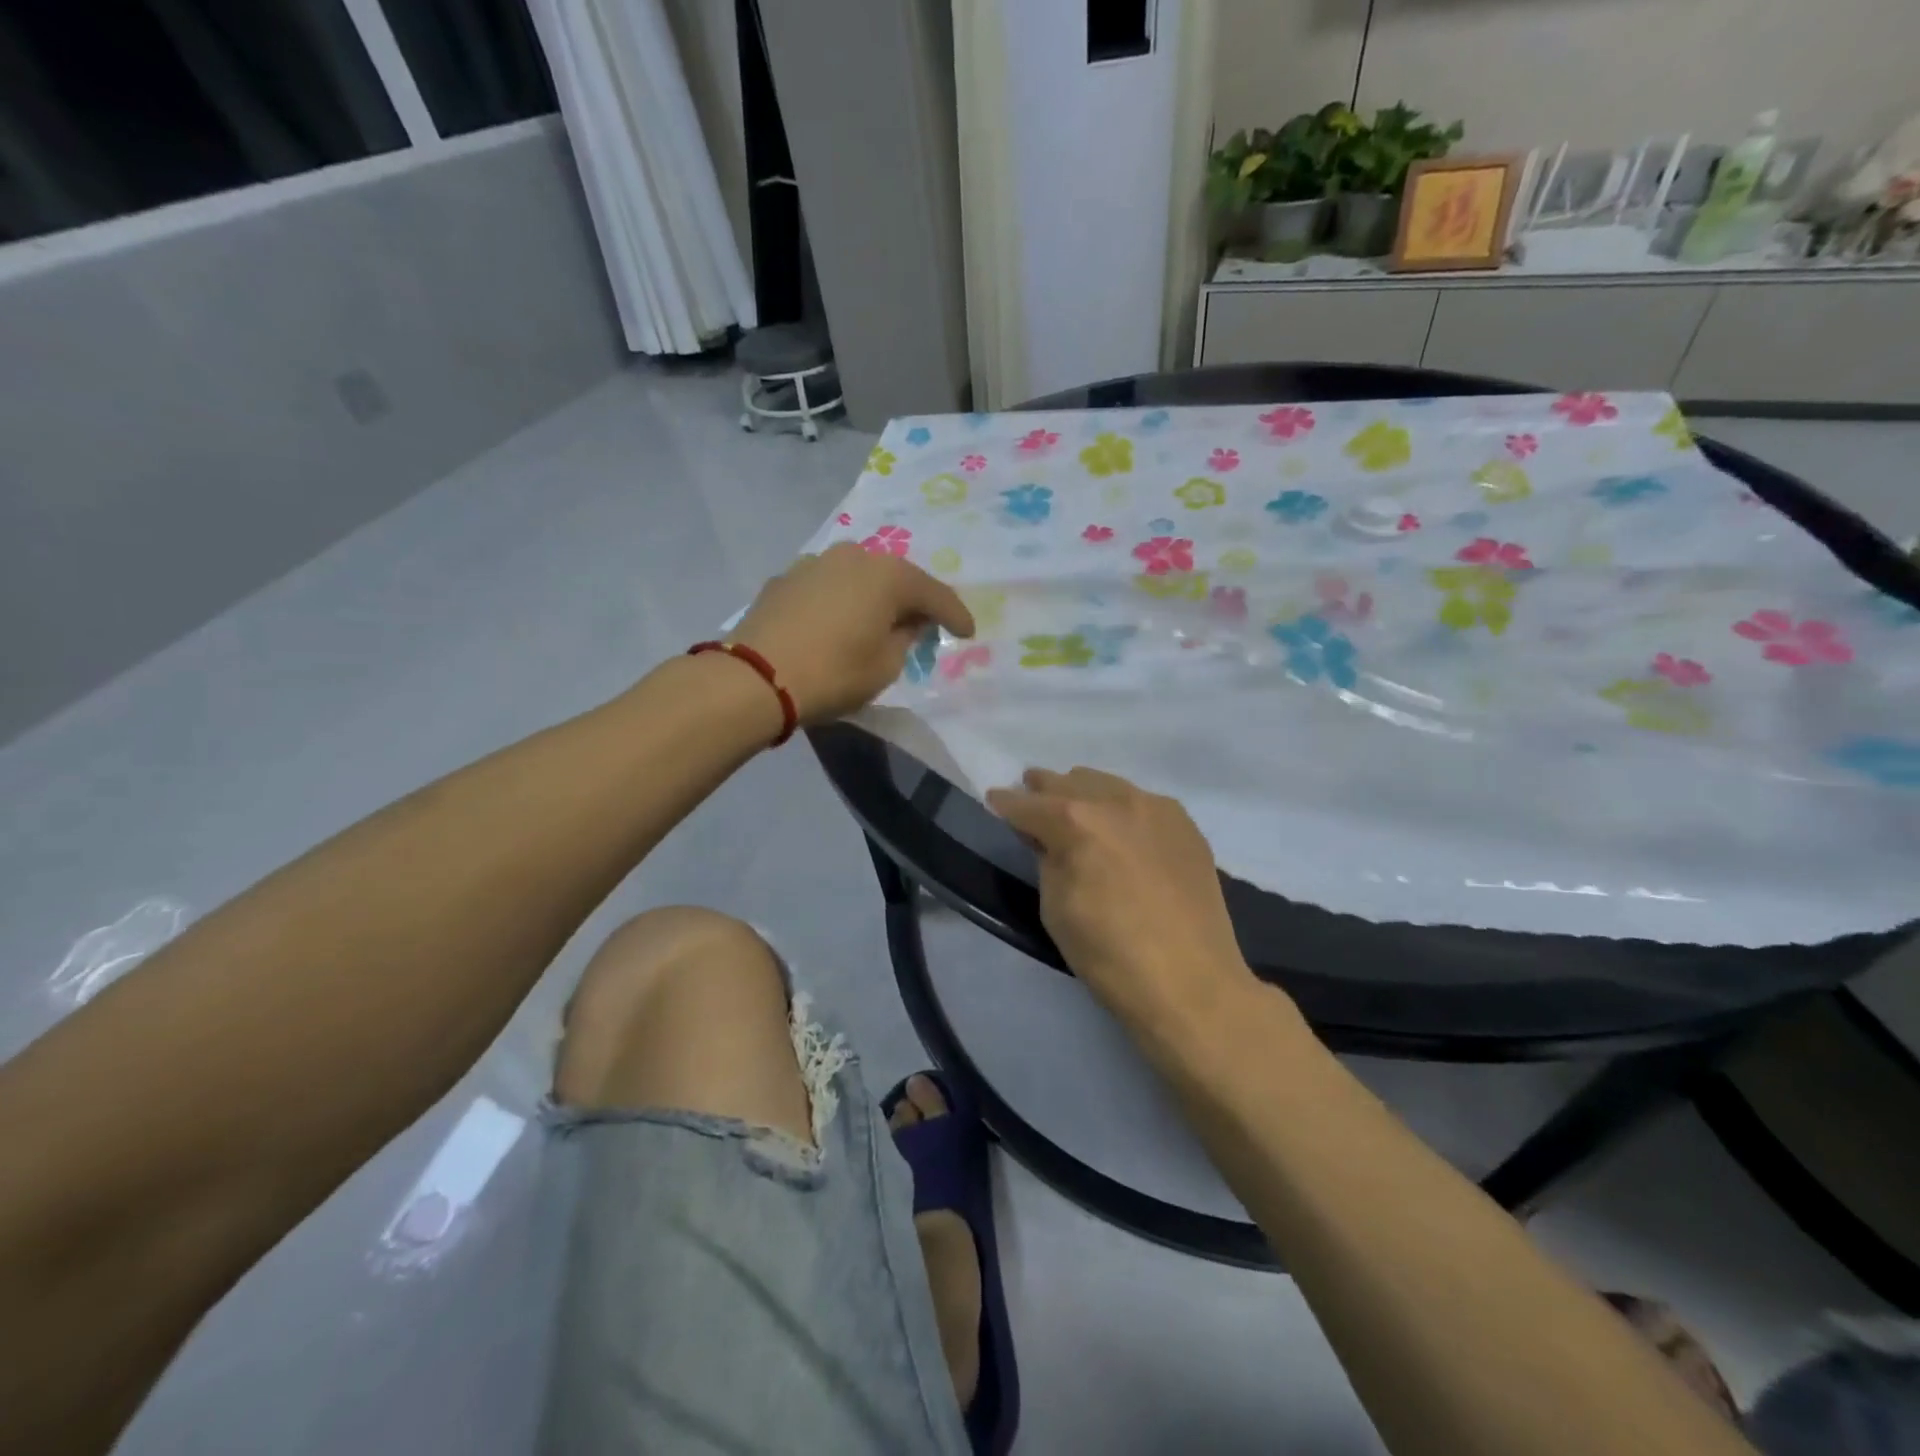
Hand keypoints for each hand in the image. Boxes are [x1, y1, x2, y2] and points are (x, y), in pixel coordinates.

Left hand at [732, 542, 974, 723]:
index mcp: (887, 575)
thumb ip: (905, 638)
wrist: (754, 677)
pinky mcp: (785, 578)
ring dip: (874, 597)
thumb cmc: (833, 673)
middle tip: (924, 624)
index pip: (934, 593)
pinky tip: (839, 622)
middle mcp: (854, 556)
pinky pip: (828, 587)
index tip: (967, 633)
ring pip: (859, 577)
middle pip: (896, 577)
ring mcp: (815, 562)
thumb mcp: (885, 666)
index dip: (955, 615)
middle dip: (913, 601)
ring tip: (879, 621)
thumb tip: (905, 622)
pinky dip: (841, 601)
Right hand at [986, 767, 1255, 1041]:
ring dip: (1084, 793)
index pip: (1027, 803)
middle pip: (1068, 782)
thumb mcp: (1056, 908)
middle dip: (1044, 790)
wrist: (1191, 983)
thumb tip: (1048, 839)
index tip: (995, 800)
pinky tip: (1121, 829)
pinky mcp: (1185, 824)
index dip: (1006, 803)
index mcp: (1074, 821)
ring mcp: (1156, 808)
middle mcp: (1115, 800)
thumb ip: (1047, 860)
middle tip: (1031, 799)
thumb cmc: (1109, 953)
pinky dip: (1121, 808)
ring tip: (1075, 810)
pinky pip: (1142, 802)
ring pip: (1107, 784)